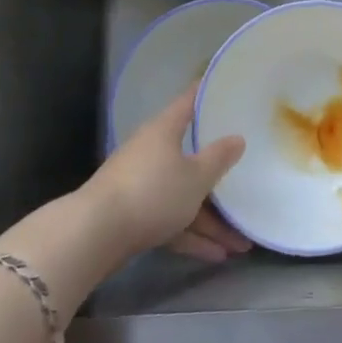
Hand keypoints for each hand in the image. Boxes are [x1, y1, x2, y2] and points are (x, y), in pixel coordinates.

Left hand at [82, 86, 250, 265]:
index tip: (228, 87)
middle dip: (219, 177)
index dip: (208, 93)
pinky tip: (216, 255)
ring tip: (240, 244)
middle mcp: (152, 151)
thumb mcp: (196, 177)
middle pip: (191, 156)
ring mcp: (141, 184)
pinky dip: (192, 235)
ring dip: (211, 220)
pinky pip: (171, 220)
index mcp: (165, 130)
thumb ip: (219, 158)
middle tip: (247, 178)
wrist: (95, 235)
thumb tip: (237, 138)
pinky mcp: (134, 215)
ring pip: (184, 196)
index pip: (190, 102)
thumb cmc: (152, 192)